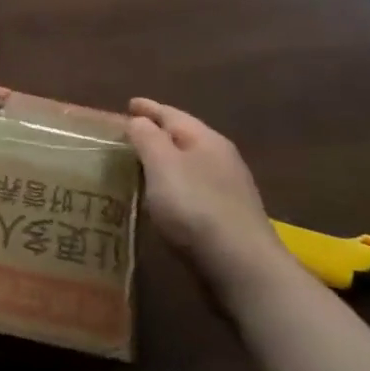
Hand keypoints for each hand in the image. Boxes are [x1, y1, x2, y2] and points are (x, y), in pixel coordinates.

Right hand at [125, 98, 290, 297]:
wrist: (241, 268)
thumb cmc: (196, 207)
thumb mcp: (163, 165)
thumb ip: (148, 138)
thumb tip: (138, 119)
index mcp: (207, 140)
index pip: (172, 114)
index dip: (148, 108)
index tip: (128, 103)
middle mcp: (221, 159)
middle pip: (183, 138)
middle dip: (157, 134)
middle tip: (129, 135)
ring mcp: (228, 190)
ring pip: (189, 165)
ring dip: (165, 162)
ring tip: (140, 165)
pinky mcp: (226, 218)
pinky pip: (193, 190)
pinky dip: (173, 187)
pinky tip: (162, 199)